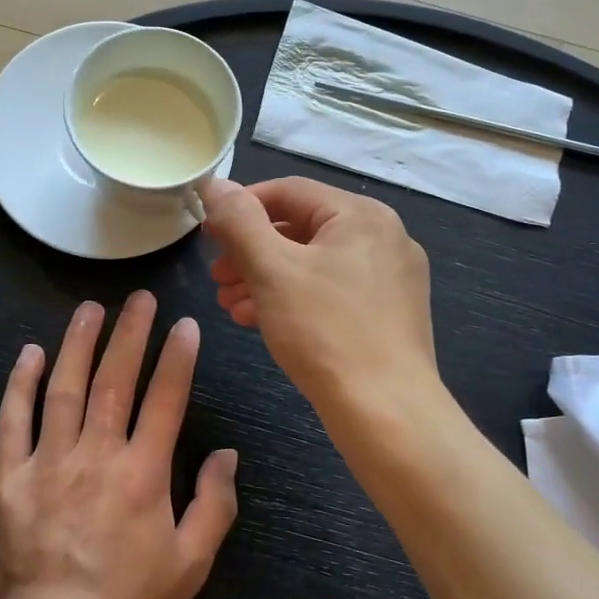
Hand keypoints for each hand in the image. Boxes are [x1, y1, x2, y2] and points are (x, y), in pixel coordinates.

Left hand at [0, 292, 238, 598]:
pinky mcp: (7, 478)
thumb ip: (213, 505)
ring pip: (65, 388)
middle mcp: (96, 455)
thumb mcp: (190, 565)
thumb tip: (226, 454)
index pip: (165, 398)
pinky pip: (13, 420)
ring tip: (90, 308)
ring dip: (79, 343)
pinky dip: (22, 383)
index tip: (184, 324)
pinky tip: (31, 353)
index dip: (177, 357)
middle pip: (115, 379)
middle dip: (130, 333)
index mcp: (142, 473)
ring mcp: (47, 462)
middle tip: (139, 299)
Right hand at [203, 177, 437, 417]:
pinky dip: (293, 299)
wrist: (387, 413)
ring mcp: (390, 278)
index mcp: (361, 215)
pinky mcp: (388, 313)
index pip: (288, 192)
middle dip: (251, 251)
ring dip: (266, 278)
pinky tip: (259, 321)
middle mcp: (383, 237)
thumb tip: (216, 185)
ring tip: (230, 303)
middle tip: (217, 276)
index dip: (241, 207)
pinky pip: (331, 291)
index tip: (207, 234)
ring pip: (313, 263)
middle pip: (301, 228)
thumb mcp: (272, 270)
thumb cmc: (326, 332)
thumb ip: (240, 222)